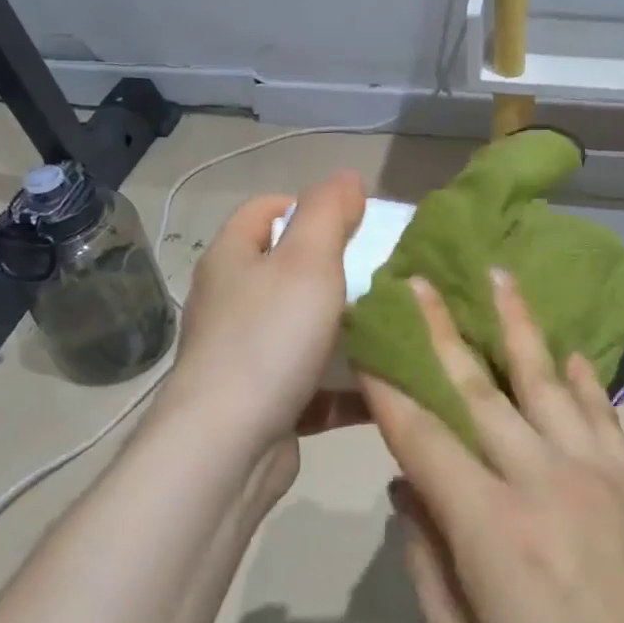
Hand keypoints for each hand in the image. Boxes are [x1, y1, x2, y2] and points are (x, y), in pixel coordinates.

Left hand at [170, 170, 368, 456]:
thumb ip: (328, 213)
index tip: (353, 221)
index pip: (264, 211)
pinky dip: (346, 383)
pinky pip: (314, 383)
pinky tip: (387, 384)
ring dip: (347, 332)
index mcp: (231, 260)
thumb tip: (346, 175)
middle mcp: (231, 303)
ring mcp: (245, 357)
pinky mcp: (265, 403)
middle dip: (338, 272)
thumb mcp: (307, 261)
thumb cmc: (268, 339)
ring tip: (395, 327)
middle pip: (288, 273)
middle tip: (384, 275)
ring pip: (305, 331)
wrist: (228, 447)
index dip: (305, 205)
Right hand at [359, 269, 623, 622]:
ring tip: (499, 276)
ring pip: (545, 379)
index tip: (368, 344)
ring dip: (517, 324)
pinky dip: (580, 375)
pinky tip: (566, 349)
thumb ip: (430, 568)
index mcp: (489, 526)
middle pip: (479, 389)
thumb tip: (405, 492)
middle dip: (442, 331)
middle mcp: (540, 478)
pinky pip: (601, 410)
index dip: (389, 389)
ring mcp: (595, 472)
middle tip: (421, 281)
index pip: (423, 437)